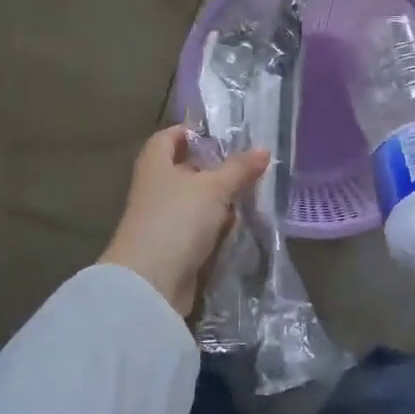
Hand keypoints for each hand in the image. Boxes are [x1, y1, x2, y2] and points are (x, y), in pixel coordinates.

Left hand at [100, 127, 270, 317]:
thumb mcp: (214, 188)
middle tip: (249, 166)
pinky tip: (238, 225)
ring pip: (195, 201)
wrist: (150, 282)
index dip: (194, 131)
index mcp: (156, 163)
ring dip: (219, 200)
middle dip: (216, 168)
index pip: (170, 136)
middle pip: (186, 169)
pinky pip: (198, 228)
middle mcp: (155, 187)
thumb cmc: (177, 219)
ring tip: (252, 194)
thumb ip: (239, 168)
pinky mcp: (173, 246)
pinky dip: (216, 225)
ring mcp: (163, 218)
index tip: (224, 135)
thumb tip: (264, 149)